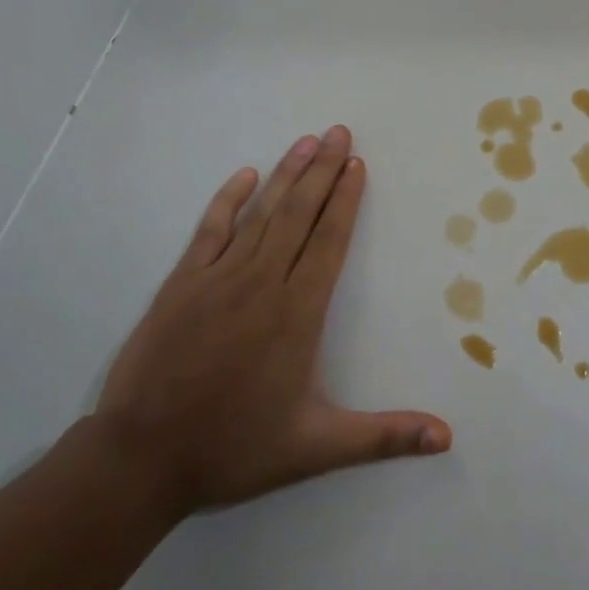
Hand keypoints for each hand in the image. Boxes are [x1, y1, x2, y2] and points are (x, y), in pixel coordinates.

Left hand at [96, 125, 450, 511]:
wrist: (140, 457)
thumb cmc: (234, 448)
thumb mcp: (317, 447)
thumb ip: (384, 437)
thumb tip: (447, 438)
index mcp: (298, 312)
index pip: (329, 240)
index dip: (345, 199)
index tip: (357, 164)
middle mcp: (262, 283)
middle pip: (299, 214)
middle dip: (322, 170)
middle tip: (338, 132)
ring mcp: (218, 278)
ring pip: (260, 214)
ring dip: (285, 175)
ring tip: (305, 142)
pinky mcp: (181, 284)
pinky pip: (210, 230)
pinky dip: (227, 200)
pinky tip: (243, 176)